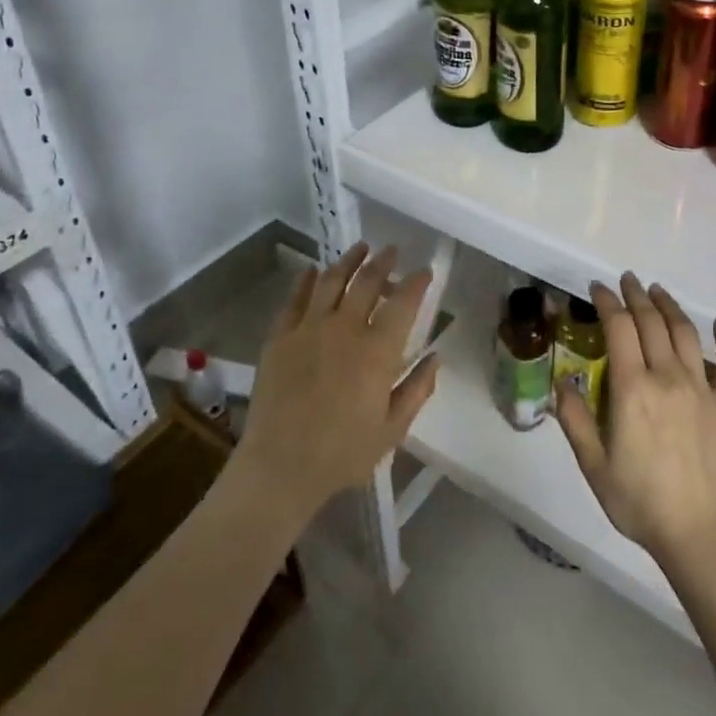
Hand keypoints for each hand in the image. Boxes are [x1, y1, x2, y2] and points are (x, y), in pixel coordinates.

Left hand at [235, 243, 439, 523]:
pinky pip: (294, 299)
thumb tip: (435, 357)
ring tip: (360, 248)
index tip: (424, 271)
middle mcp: (345, 329)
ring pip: (331, 281)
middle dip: (383, 262)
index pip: (403, 303)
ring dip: (348, 261)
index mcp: (377, 351)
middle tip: (392, 251)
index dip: (416, 282)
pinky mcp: (279, 337)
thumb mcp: (393, 429)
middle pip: (367, 282)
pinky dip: (305, 280)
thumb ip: (417, 389)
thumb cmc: (343, 454)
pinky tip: (312, 270)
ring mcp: (308, 329)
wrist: (279, 467)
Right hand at [554, 273, 715, 571]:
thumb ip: (575, 420)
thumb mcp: (594, 466)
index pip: (619, 329)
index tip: (598, 287)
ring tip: (658, 290)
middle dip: (636, 295)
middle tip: (626, 279)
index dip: (607, 302)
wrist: (702, 535)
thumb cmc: (641, 502)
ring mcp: (702, 388)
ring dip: (670, 306)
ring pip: (686, 333)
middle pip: (652, 322)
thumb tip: (560, 382)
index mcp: (632, 388)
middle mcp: (668, 377)